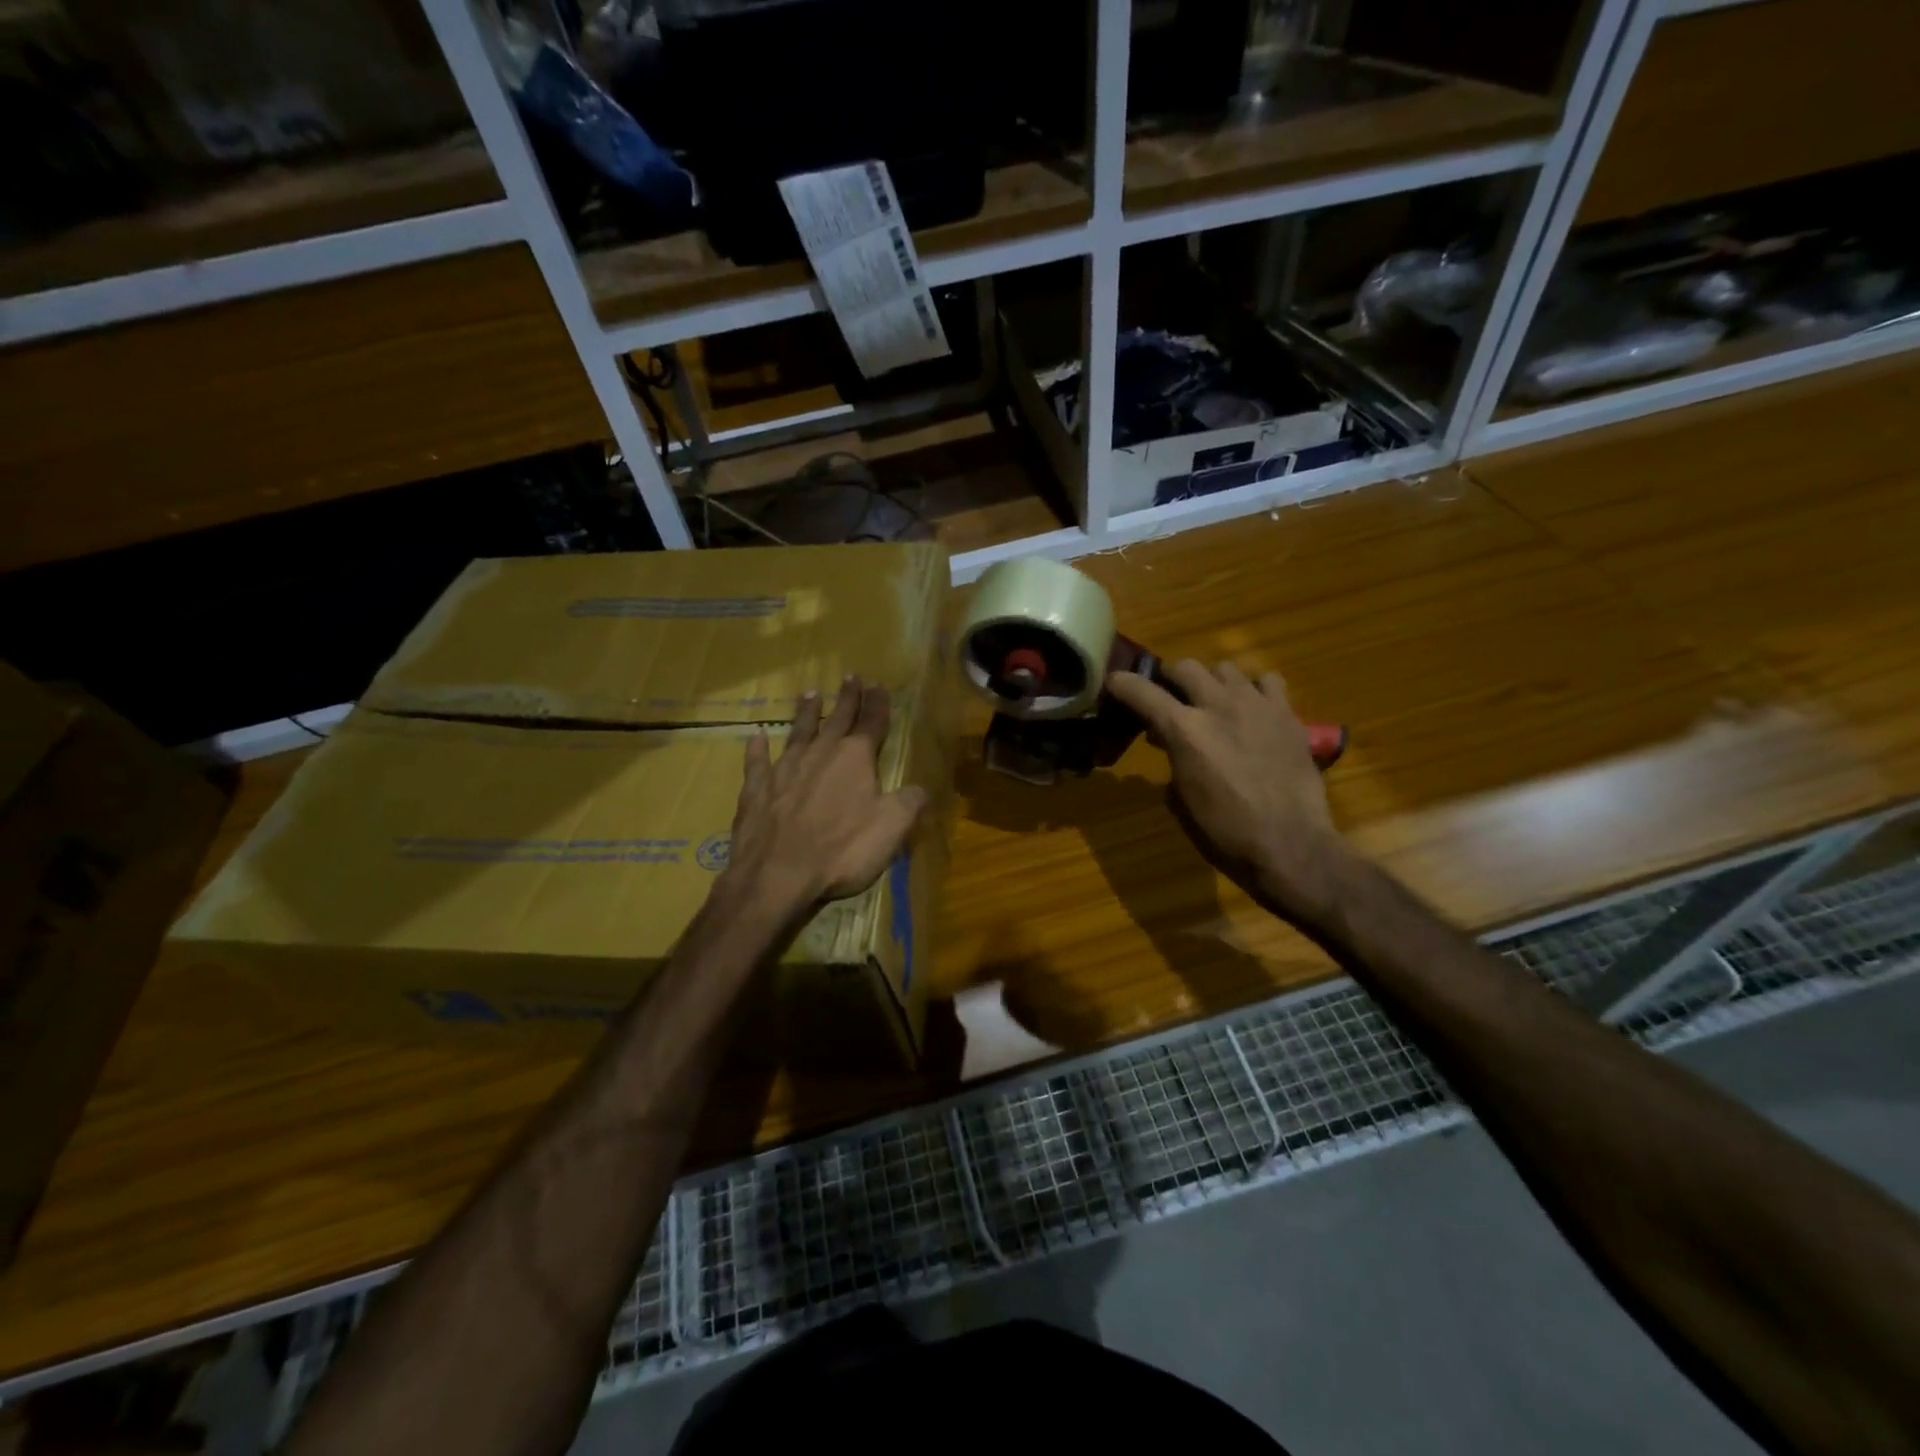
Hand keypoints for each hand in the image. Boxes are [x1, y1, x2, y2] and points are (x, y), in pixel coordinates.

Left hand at [721, 675, 926, 916]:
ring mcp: (784, 769)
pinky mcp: (756, 789)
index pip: (872, 723)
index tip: (879, 686)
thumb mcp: (891, 829)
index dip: (878, 705)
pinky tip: (756, 736)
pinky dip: (757, 747)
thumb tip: (921, 789)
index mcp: (856, 759)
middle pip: (837, 719)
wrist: (777, 875)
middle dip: (847, 698)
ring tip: (811, 693)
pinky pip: (757, 761)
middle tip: (851, 677)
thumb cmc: (842, 851)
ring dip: (807, 712)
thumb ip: (909, 803)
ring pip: (799, 731)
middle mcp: (820, 754)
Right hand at [1107, 660, 1344, 916]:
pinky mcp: (1287, 714)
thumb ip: (1172, 761)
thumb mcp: (1180, 800)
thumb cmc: (1225, 832)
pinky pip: (1267, 681)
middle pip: (1184, 667)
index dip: (1120, 684)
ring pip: (1225, 668)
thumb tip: (1170, 745)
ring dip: (1211, 681)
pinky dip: (1254, 689)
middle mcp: (1217, 705)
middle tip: (1168, 695)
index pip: (1140, 691)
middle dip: (1169, 677)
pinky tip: (1253, 708)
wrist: (1290, 844)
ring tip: (1213, 701)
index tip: (1112, 684)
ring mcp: (1256, 705)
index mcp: (1183, 730)